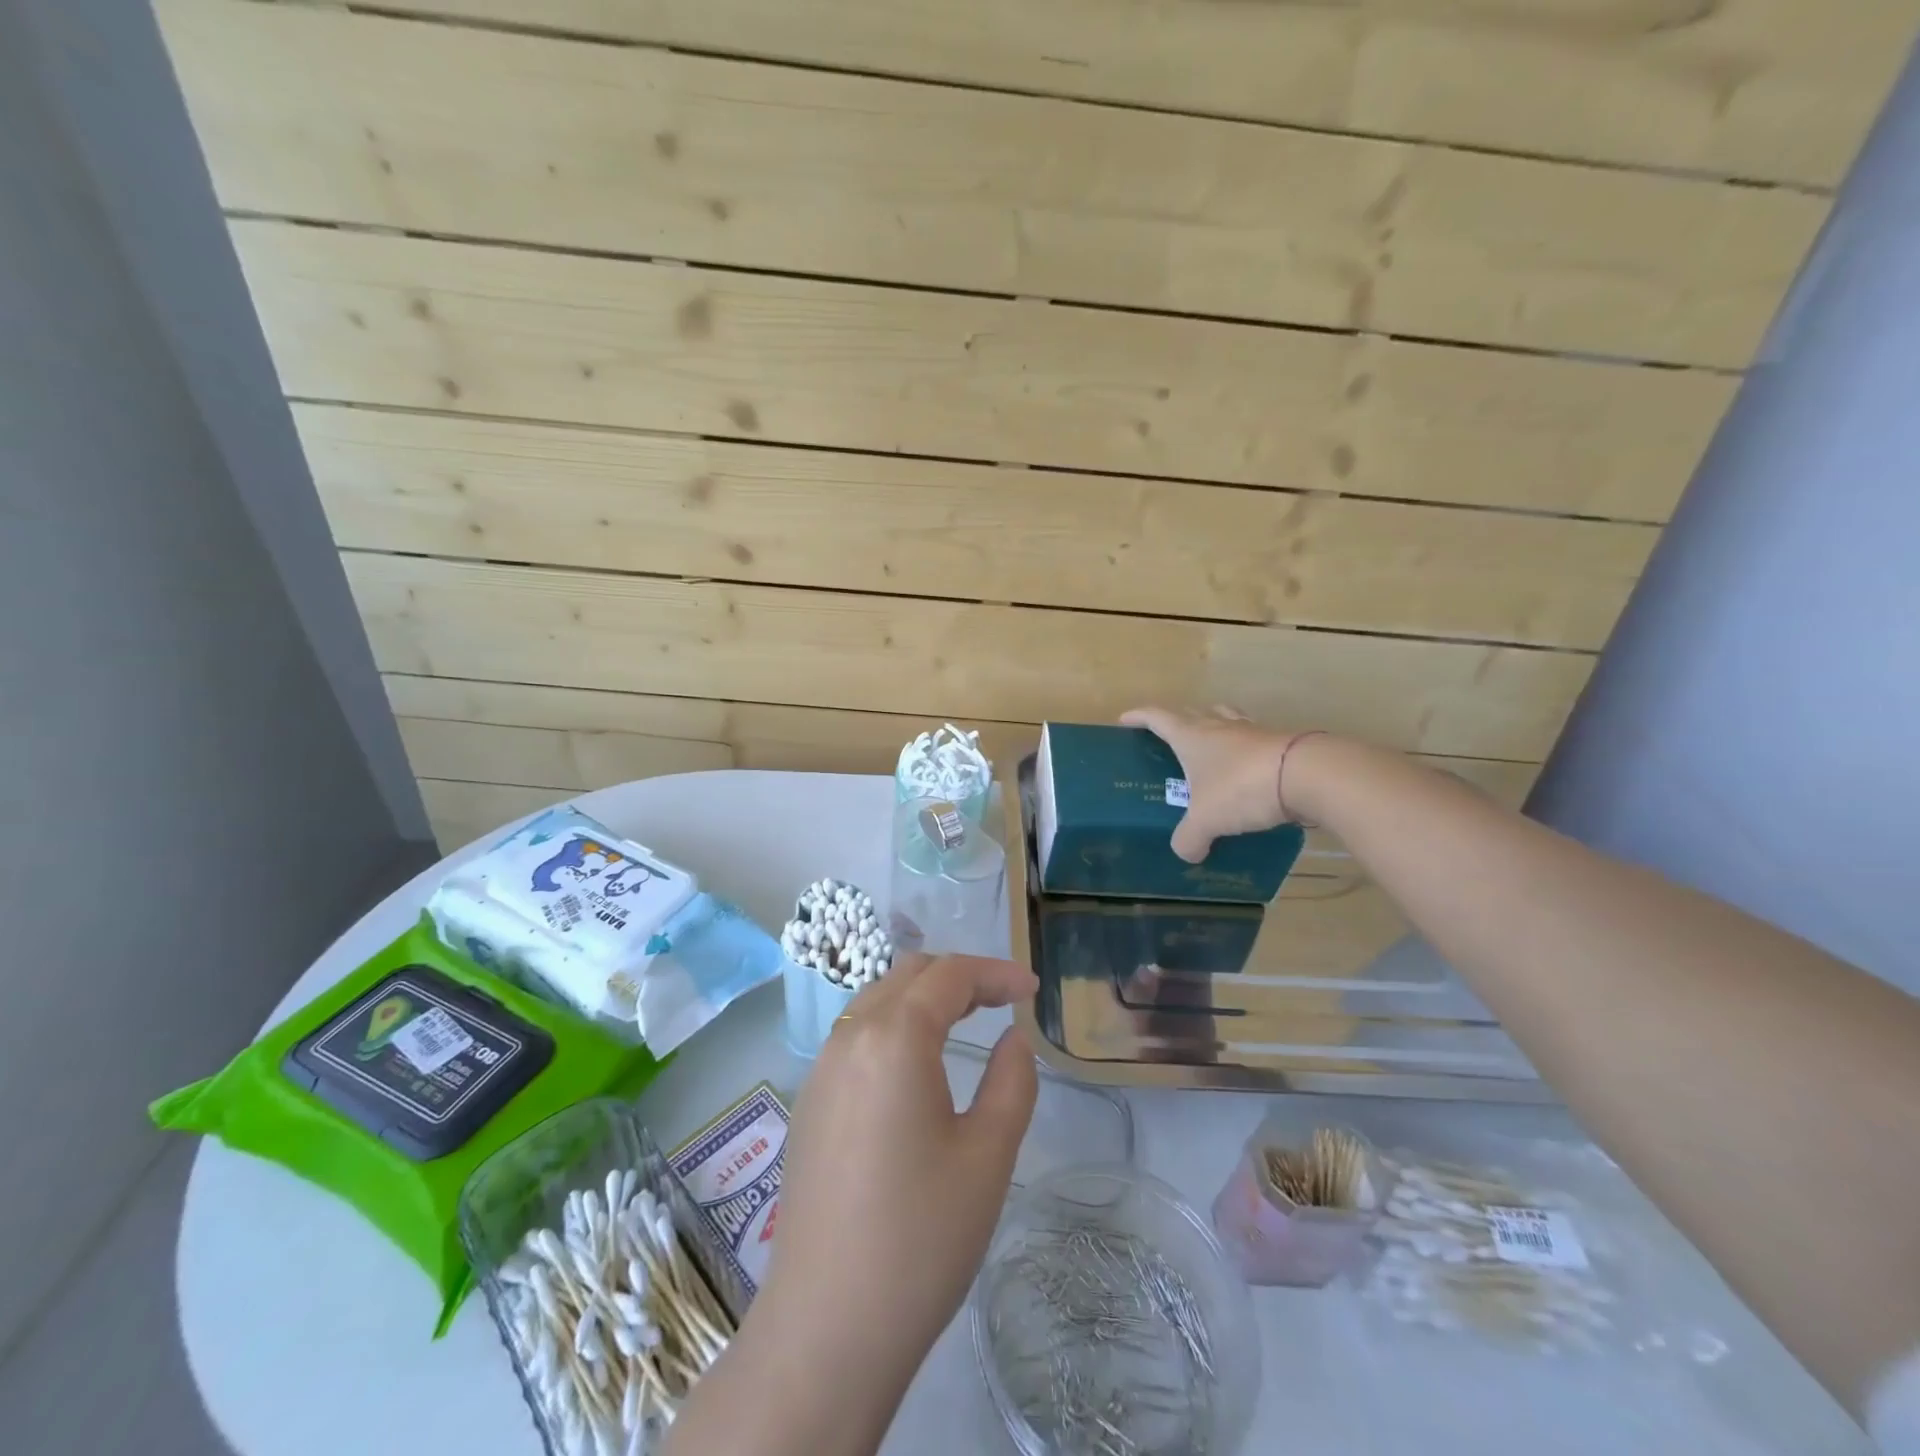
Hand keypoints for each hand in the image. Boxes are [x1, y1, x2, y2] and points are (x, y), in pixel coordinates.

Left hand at [763, 954, 1038, 1385]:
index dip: (996, 972)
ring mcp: (821, 1067)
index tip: (1033, 989)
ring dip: (924, 997)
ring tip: (966, 1021)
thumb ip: (1012, 1081)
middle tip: (1003, 1001)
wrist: (827, 1327)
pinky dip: (895, 1024)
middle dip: (960, 976)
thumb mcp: (988, 1156)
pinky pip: (857, 1034)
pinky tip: (917, 1064)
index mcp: (894, 1038)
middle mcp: (850, 1037)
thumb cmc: (921, 1237)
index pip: (950, 975)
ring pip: (878, 999)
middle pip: (909, 974)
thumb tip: (1014, 1039)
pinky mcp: (809, 1100)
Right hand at [1121, 705, 1301, 860]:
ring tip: (1209, 749)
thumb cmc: (1242, 788)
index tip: (1124, 720)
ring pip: (1225, 720)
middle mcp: (1219, 726)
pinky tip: (1246, 770)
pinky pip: (1253, 741)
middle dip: (1177, 722)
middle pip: (1192, 714)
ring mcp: (1252, 732)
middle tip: (1169, 740)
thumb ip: (1190, 838)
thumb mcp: (1207, 820)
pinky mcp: (1280, 743)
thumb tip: (1186, 853)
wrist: (1308, 775)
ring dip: (1214, 729)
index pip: (1157, 718)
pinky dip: (1244, 751)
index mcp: (1191, 736)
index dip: (1138, 717)